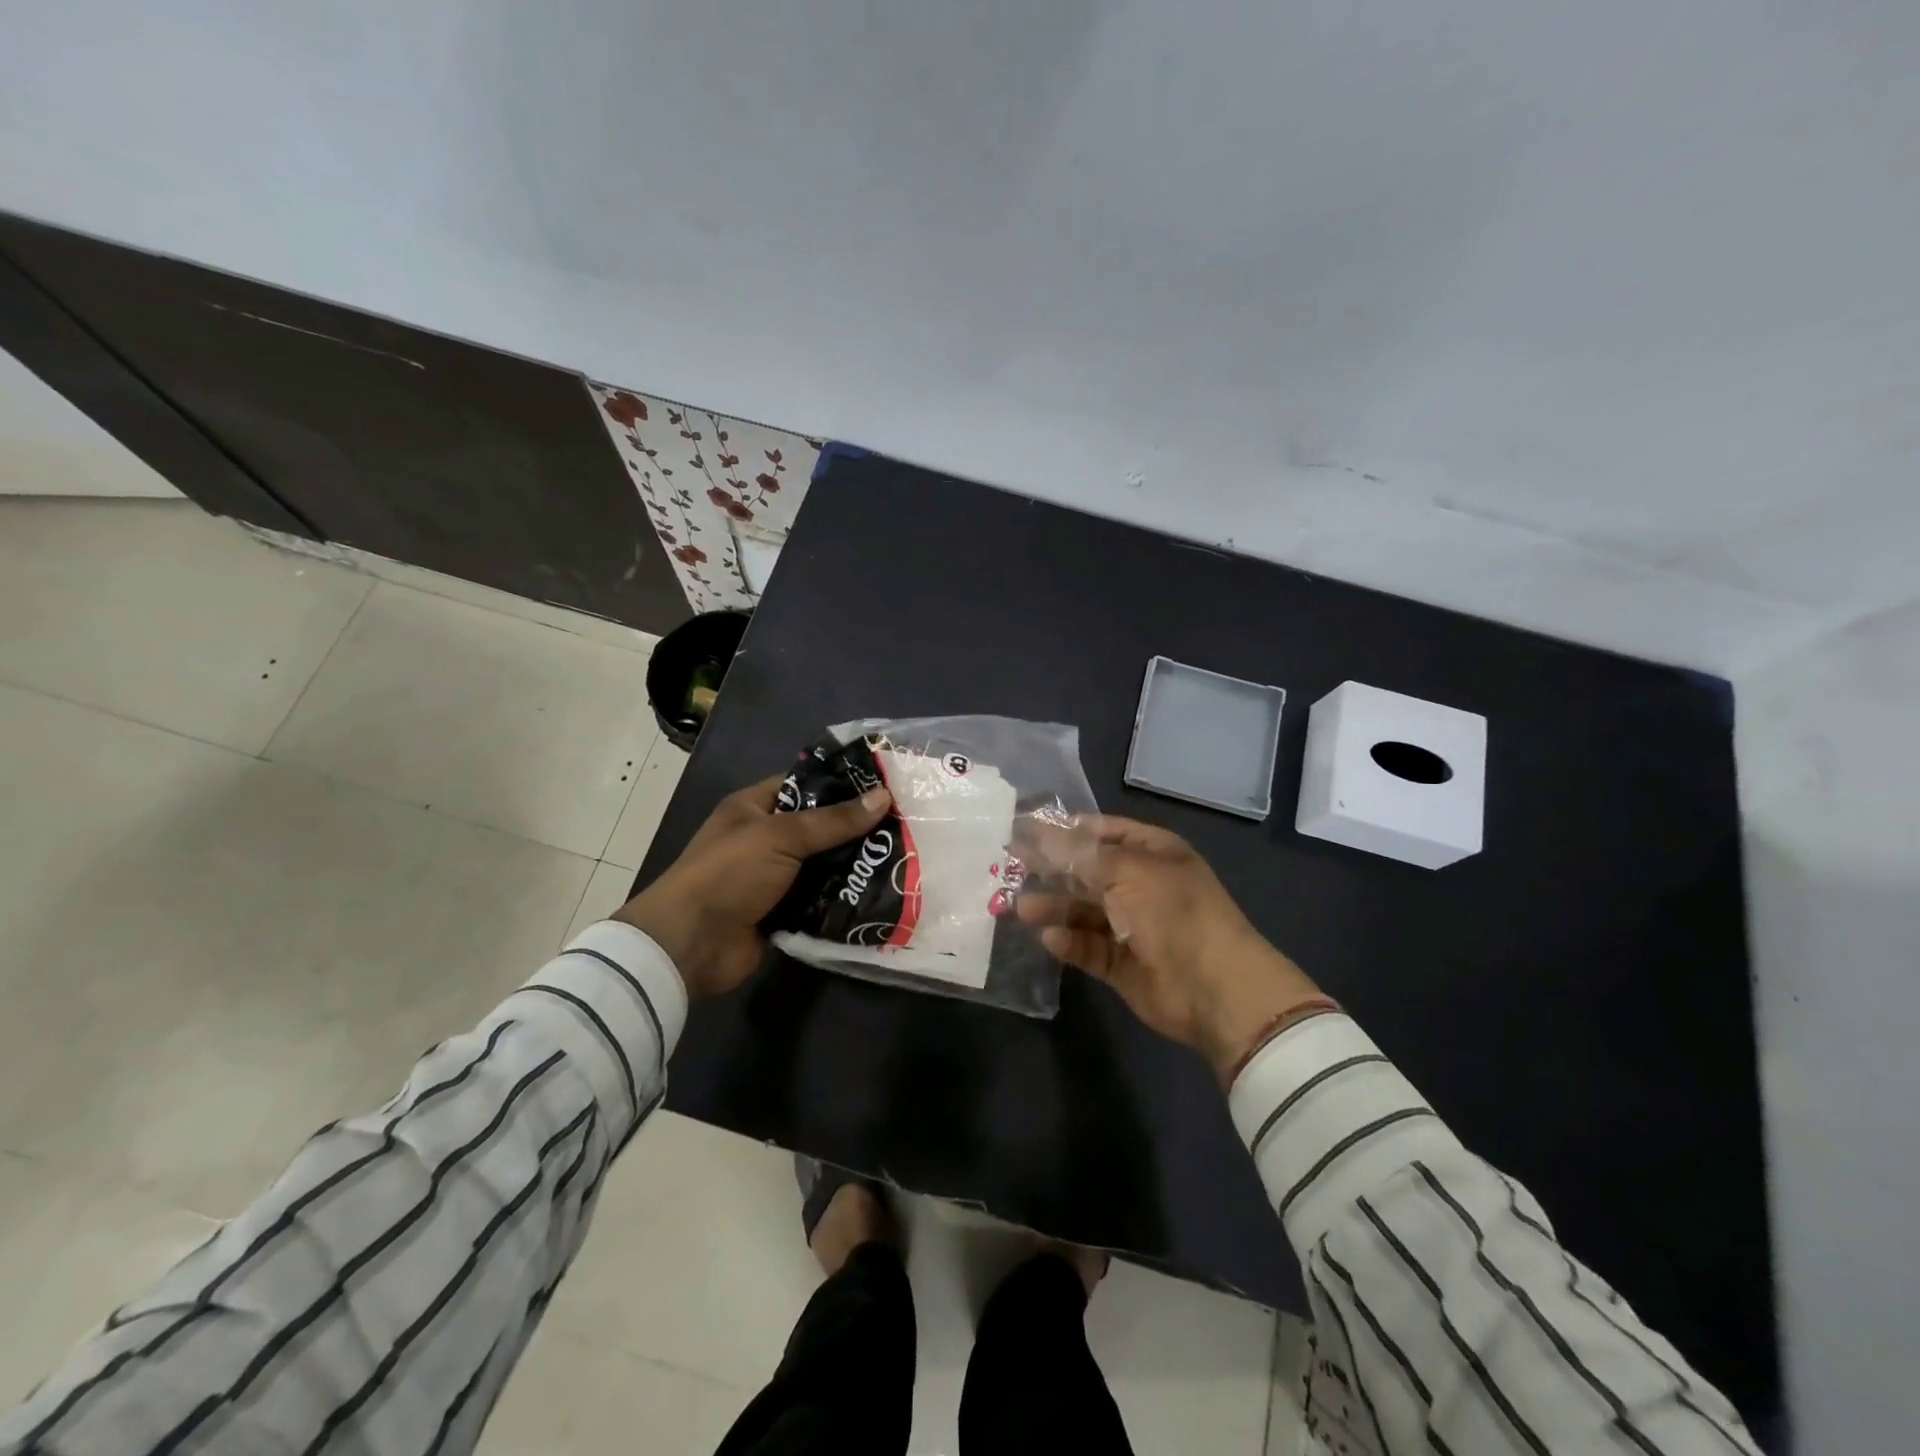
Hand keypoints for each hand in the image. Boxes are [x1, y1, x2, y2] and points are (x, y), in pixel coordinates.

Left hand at [614, 774, 891, 998]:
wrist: (690, 944)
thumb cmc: (729, 873)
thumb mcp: (781, 835)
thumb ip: (833, 820)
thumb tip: (884, 796)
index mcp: (754, 808)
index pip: (804, 785)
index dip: (840, 784)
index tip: (885, 786)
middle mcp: (765, 839)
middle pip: (819, 828)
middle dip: (856, 830)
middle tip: (905, 826)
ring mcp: (774, 879)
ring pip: (824, 867)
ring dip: (854, 867)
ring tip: (904, 859)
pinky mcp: (783, 913)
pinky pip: (821, 901)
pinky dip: (844, 900)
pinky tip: (882, 895)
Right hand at [1018, 816, 1323, 1084]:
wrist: (1215, 989)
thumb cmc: (1174, 912)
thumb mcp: (1127, 870)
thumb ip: (1079, 854)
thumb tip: (1040, 834)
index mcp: (1152, 853)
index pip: (1102, 831)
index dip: (1065, 829)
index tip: (1025, 829)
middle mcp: (1140, 884)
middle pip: (1087, 871)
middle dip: (1051, 869)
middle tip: (1010, 866)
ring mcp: (1131, 925)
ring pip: (1082, 910)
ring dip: (1053, 907)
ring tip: (1020, 907)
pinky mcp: (1120, 963)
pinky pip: (1087, 946)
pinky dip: (1069, 942)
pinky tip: (1050, 939)